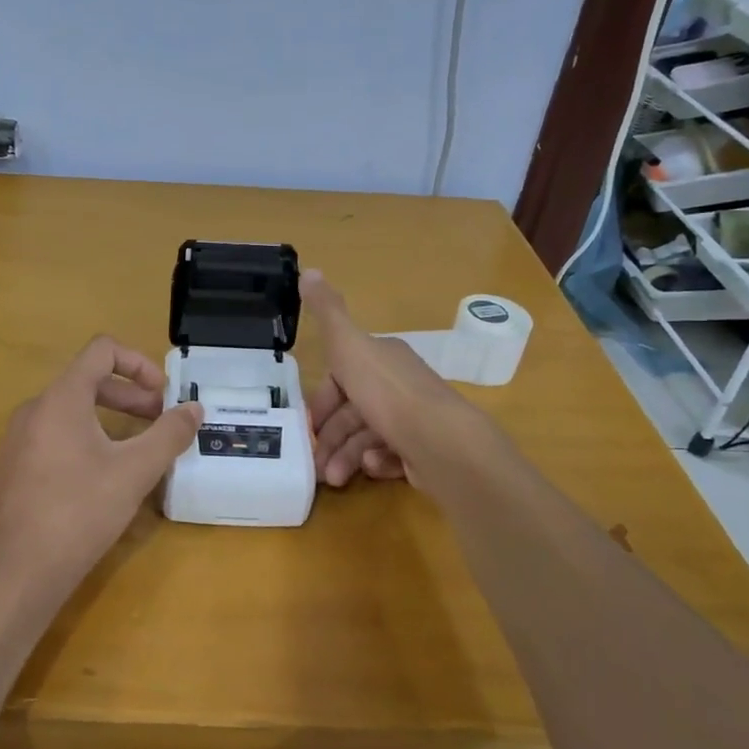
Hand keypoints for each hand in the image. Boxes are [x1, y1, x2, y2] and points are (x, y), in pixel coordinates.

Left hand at [0, 337, 202, 596]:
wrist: (21, 570)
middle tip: (160, 423)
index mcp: (61, 398)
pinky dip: (88, 438)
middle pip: (88, 381)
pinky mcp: (16, 466)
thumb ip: (169, 434)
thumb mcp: (135, 470)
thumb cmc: (81, 510)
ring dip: (112, 418)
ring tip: (139, 449)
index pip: (102, 351)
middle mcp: (35, 408)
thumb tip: (194, 409)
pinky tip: (105, 475)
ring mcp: (20, 438)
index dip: (139, 363)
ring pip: (73, 410)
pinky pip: (57, 434)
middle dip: (131, 396)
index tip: (163, 393)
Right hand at [302, 270, 503, 490]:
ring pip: (367, 437)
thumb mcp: (349, 346)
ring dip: (346, 456)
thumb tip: (309, 270)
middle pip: (353, 411)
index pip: (343, 377)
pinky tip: (370, 469)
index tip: (308, 423)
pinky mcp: (424, 452)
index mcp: (383, 360)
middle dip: (331, 437)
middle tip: (315, 463)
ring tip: (334, 478)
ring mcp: (415, 421)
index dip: (322, 399)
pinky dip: (376, 463)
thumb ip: (327, 313)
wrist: (440, 442)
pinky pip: (391, 456)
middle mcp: (400, 386)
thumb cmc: (387, 393)